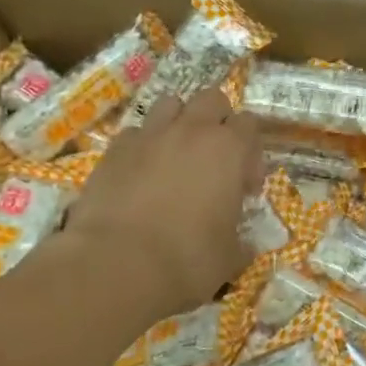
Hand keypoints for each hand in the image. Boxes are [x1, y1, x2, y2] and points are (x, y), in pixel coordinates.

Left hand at [58, 89, 260, 319]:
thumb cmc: (187, 260)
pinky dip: (142, 146)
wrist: (115, 266)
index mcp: (228, 150)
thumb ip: (241, 242)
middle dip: (217, 121)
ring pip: (170, 104)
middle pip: (212, 99)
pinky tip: (140, 175)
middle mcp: (191, 131)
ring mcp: (149, 135)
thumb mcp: (229, 258)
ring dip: (179, 123)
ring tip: (176, 157)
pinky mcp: (113, 150)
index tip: (245, 188)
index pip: (250, 124)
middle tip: (214, 160)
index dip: (251, 153)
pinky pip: (134, 133)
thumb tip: (245, 245)